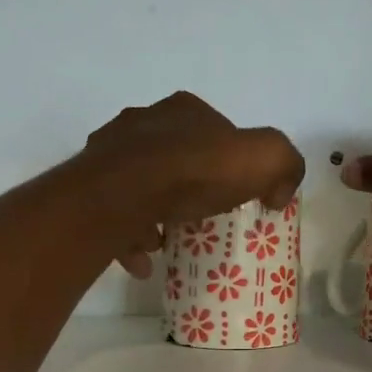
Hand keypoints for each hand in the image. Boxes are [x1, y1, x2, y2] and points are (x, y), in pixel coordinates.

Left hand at [81, 92, 305, 276]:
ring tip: (167, 242)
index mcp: (184, 110)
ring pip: (139, 184)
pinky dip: (130, 236)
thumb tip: (279, 193)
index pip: (215, 130)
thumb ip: (284, 166)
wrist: (124, 193)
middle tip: (200, 218)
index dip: (229, 162)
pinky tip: (142, 261)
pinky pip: (114, 212)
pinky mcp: (88, 185)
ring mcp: (109, 152)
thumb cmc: (195, 172)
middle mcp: (142, 122)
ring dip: (155, 214)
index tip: (235, 193)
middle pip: (173, 156)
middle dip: (188, 188)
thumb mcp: (264, 159)